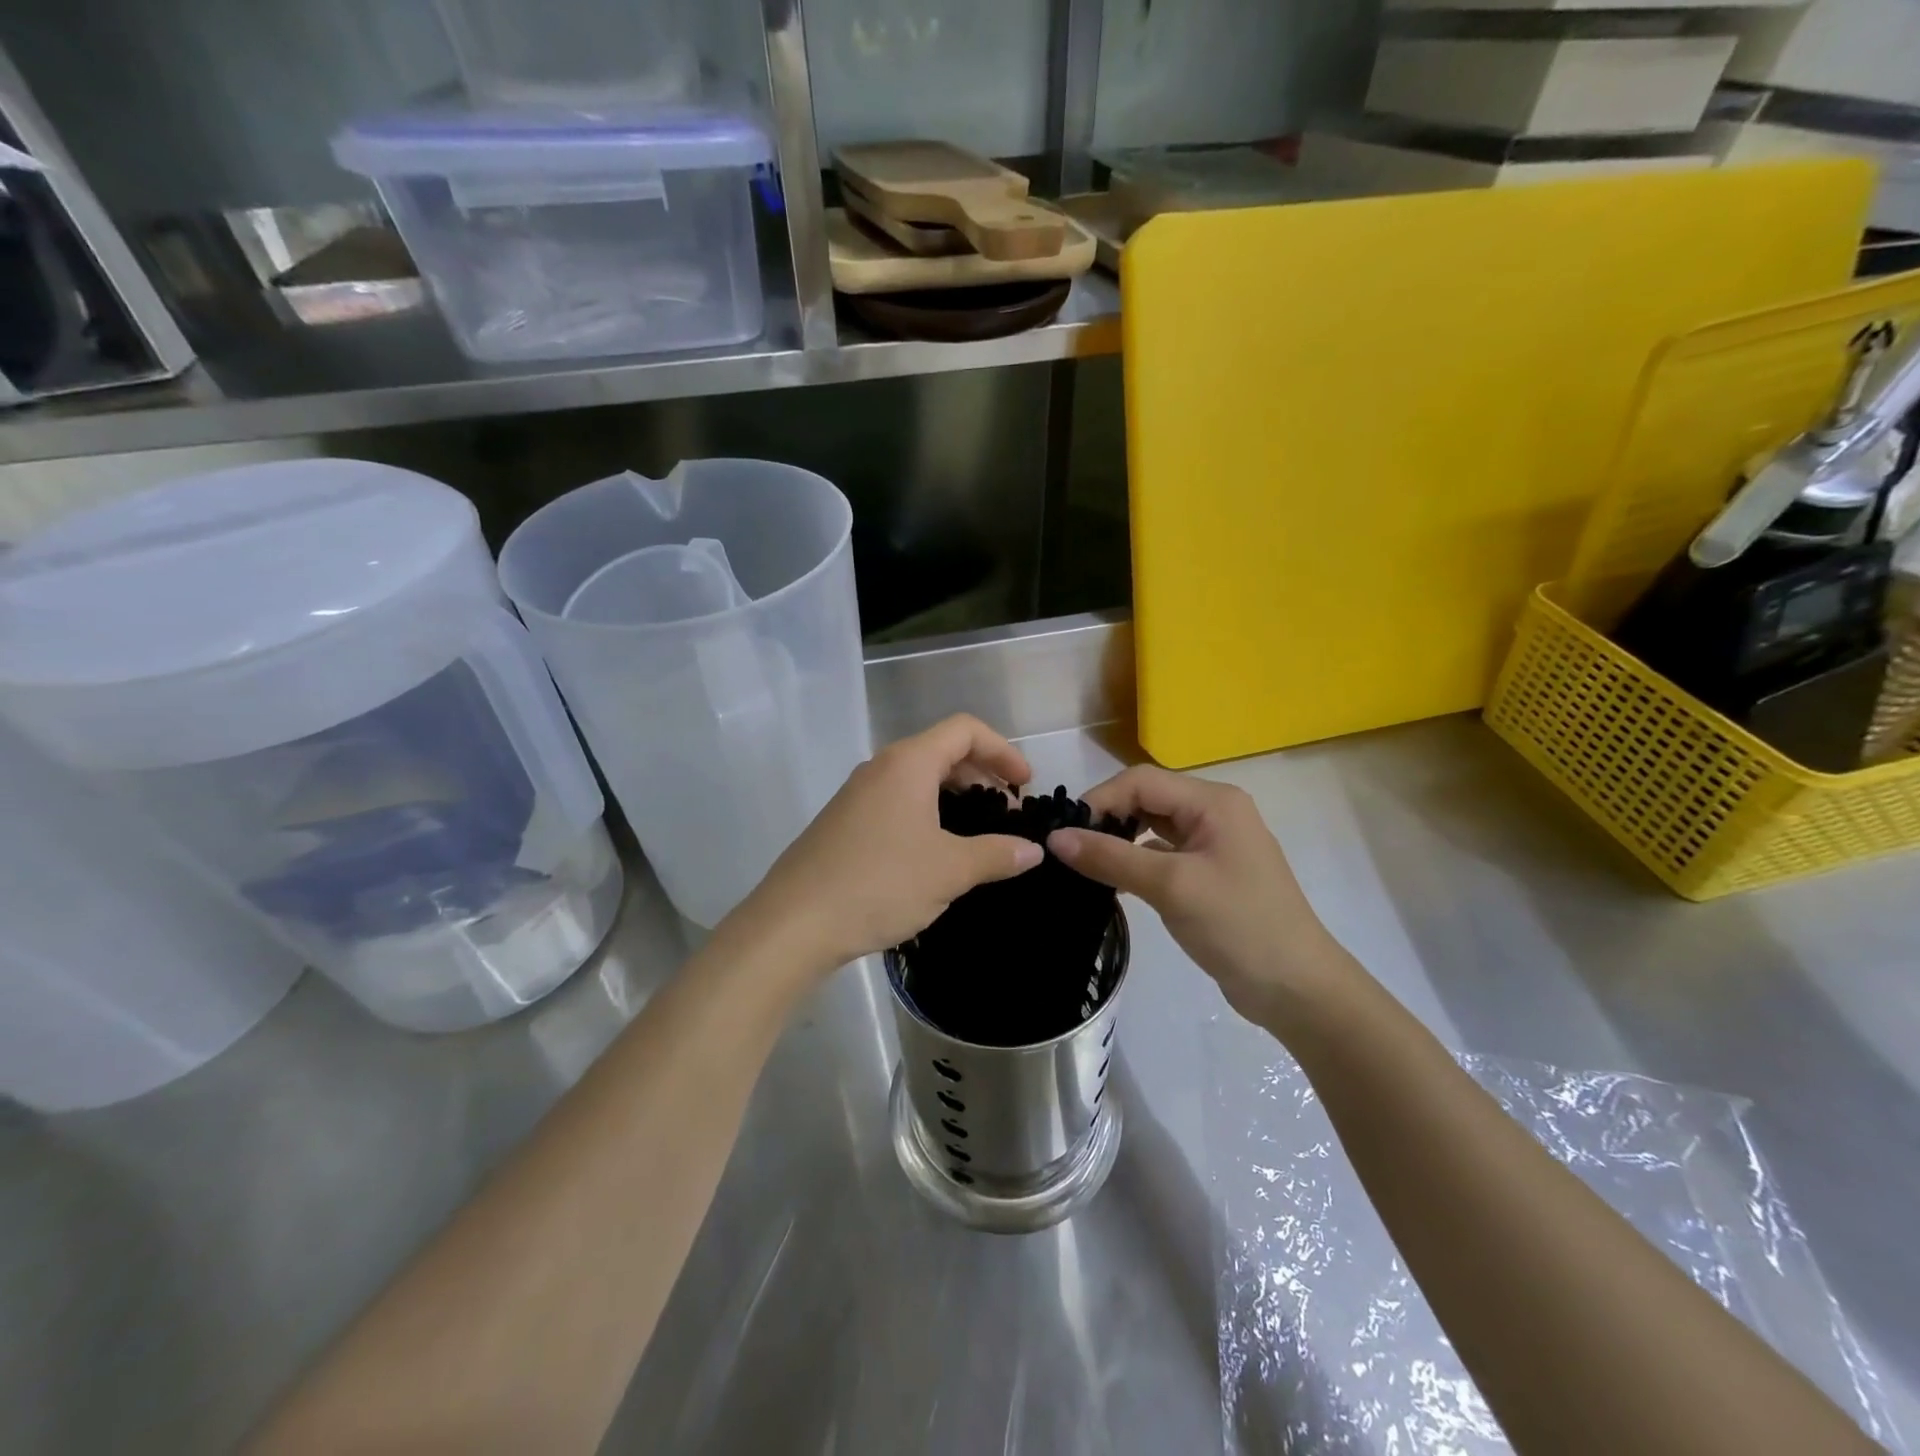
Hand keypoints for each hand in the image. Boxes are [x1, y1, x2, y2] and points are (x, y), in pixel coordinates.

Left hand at [737, 715, 1043, 980]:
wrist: (794, 923)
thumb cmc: (879, 883)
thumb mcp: (948, 870)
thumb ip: (996, 855)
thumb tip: (1033, 851)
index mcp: (908, 763)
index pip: (965, 729)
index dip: (1003, 750)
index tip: (1025, 786)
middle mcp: (881, 767)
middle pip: (942, 750)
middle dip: (982, 773)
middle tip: (1007, 811)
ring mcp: (857, 794)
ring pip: (918, 778)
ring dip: (954, 795)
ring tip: (977, 833)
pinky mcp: (844, 822)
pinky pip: (897, 801)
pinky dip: (927, 812)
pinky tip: (935, 852)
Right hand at [1047, 766, 1353, 1027]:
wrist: (1296, 989)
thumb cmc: (1238, 926)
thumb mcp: (1171, 887)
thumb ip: (1111, 858)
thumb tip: (1055, 839)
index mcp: (1213, 802)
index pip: (1141, 781)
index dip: (1100, 800)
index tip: (1064, 832)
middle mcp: (1214, 812)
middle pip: (1147, 798)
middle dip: (1107, 818)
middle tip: (1069, 848)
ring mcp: (1213, 844)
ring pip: (1152, 826)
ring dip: (1119, 840)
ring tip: (1083, 864)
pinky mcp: (1209, 873)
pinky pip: (1162, 853)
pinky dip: (1135, 861)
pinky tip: (1113, 881)